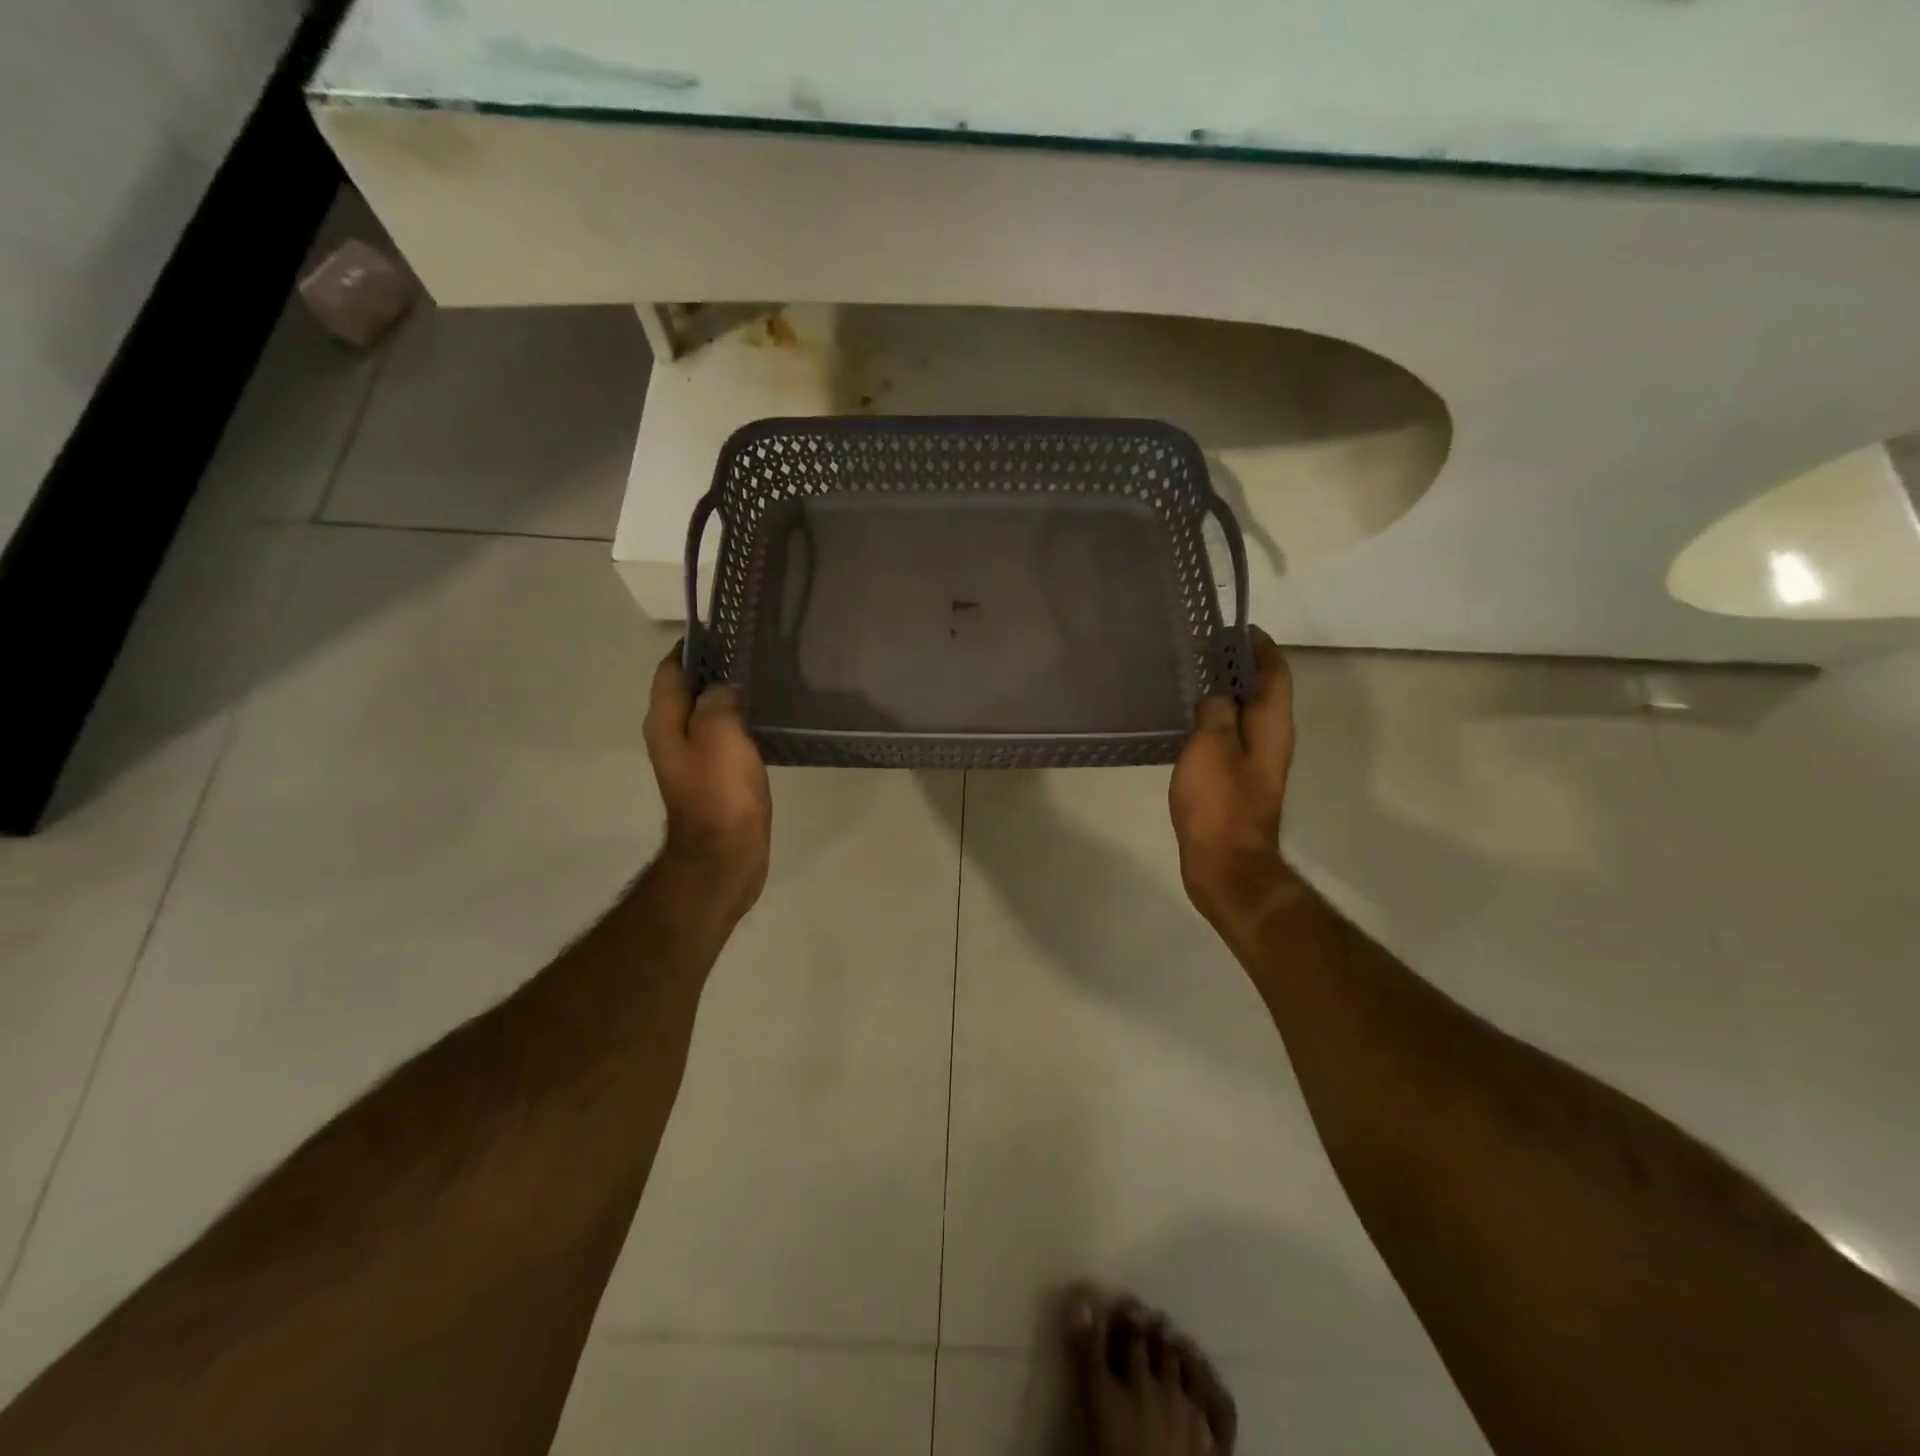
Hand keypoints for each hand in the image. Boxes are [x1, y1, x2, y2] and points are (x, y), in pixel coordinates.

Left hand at [643, 646, 771, 914]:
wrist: (725, 856)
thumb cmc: (721, 794)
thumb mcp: (720, 735)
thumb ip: (719, 700)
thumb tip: (724, 685)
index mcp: (665, 721)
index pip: (671, 668)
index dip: (694, 646)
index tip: (726, 630)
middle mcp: (672, 735)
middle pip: (688, 689)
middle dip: (714, 668)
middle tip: (753, 651)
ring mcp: (693, 758)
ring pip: (708, 713)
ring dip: (729, 695)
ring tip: (764, 678)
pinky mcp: (715, 777)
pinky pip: (725, 737)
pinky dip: (740, 722)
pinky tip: (766, 718)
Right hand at [1169, 627, 1294, 921]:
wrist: (1226, 864)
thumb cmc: (1220, 802)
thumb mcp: (1211, 746)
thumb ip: (1217, 711)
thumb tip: (1219, 693)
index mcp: (1272, 724)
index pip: (1275, 672)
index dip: (1259, 646)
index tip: (1234, 627)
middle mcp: (1272, 739)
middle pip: (1263, 691)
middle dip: (1240, 666)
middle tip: (1203, 649)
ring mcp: (1256, 762)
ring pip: (1245, 715)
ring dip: (1226, 693)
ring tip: (1191, 677)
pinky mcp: (1238, 781)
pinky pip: (1230, 737)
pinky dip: (1215, 720)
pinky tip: (1187, 721)